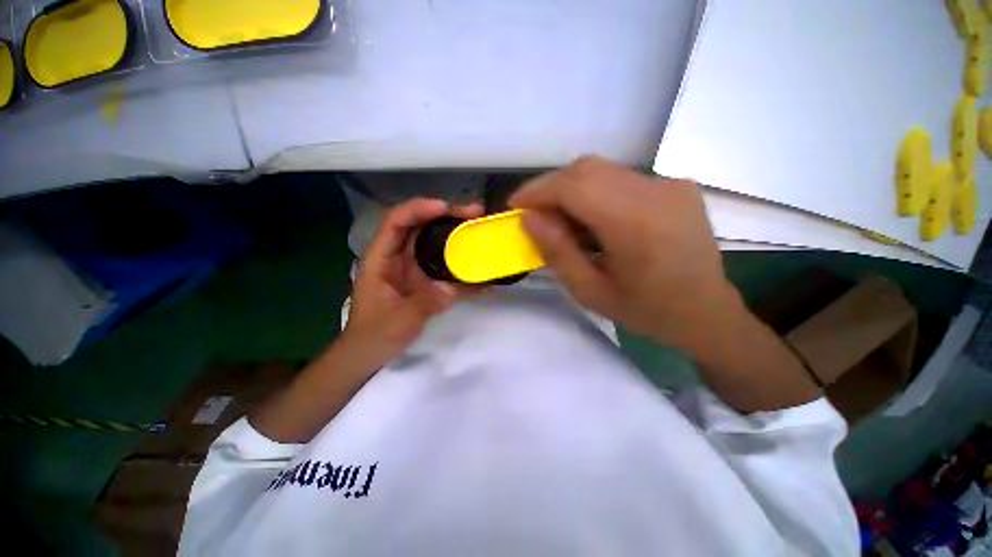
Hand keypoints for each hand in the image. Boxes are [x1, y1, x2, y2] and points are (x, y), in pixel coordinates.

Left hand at [342, 198, 483, 363]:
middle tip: (474, 213)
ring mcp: (414, 268)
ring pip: (435, 242)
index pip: (396, 223)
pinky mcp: (427, 281)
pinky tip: (480, 268)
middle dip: (446, 216)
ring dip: (457, 235)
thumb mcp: (399, 320)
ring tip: (480, 229)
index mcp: (382, 259)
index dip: (418, 209)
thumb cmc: (375, 335)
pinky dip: (462, 264)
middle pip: (420, 226)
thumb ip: (425, 302)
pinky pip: (445, 266)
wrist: (371, 354)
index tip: (445, 208)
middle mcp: (398, 257)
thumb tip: (452, 288)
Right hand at [509, 156, 737, 352]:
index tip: (515, 205)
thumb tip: (530, 219)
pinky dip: (596, 193)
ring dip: (572, 190)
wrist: (707, 313)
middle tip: (536, 215)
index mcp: (635, 223)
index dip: (538, 190)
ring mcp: (670, 184)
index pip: (574, 186)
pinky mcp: (676, 186)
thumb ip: (558, 252)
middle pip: (587, 169)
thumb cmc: (647, 311)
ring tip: (563, 221)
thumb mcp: (591, 292)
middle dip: (551, 188)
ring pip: (603, 171)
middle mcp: (656, 191)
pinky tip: (594, 221)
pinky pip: (622, 179)